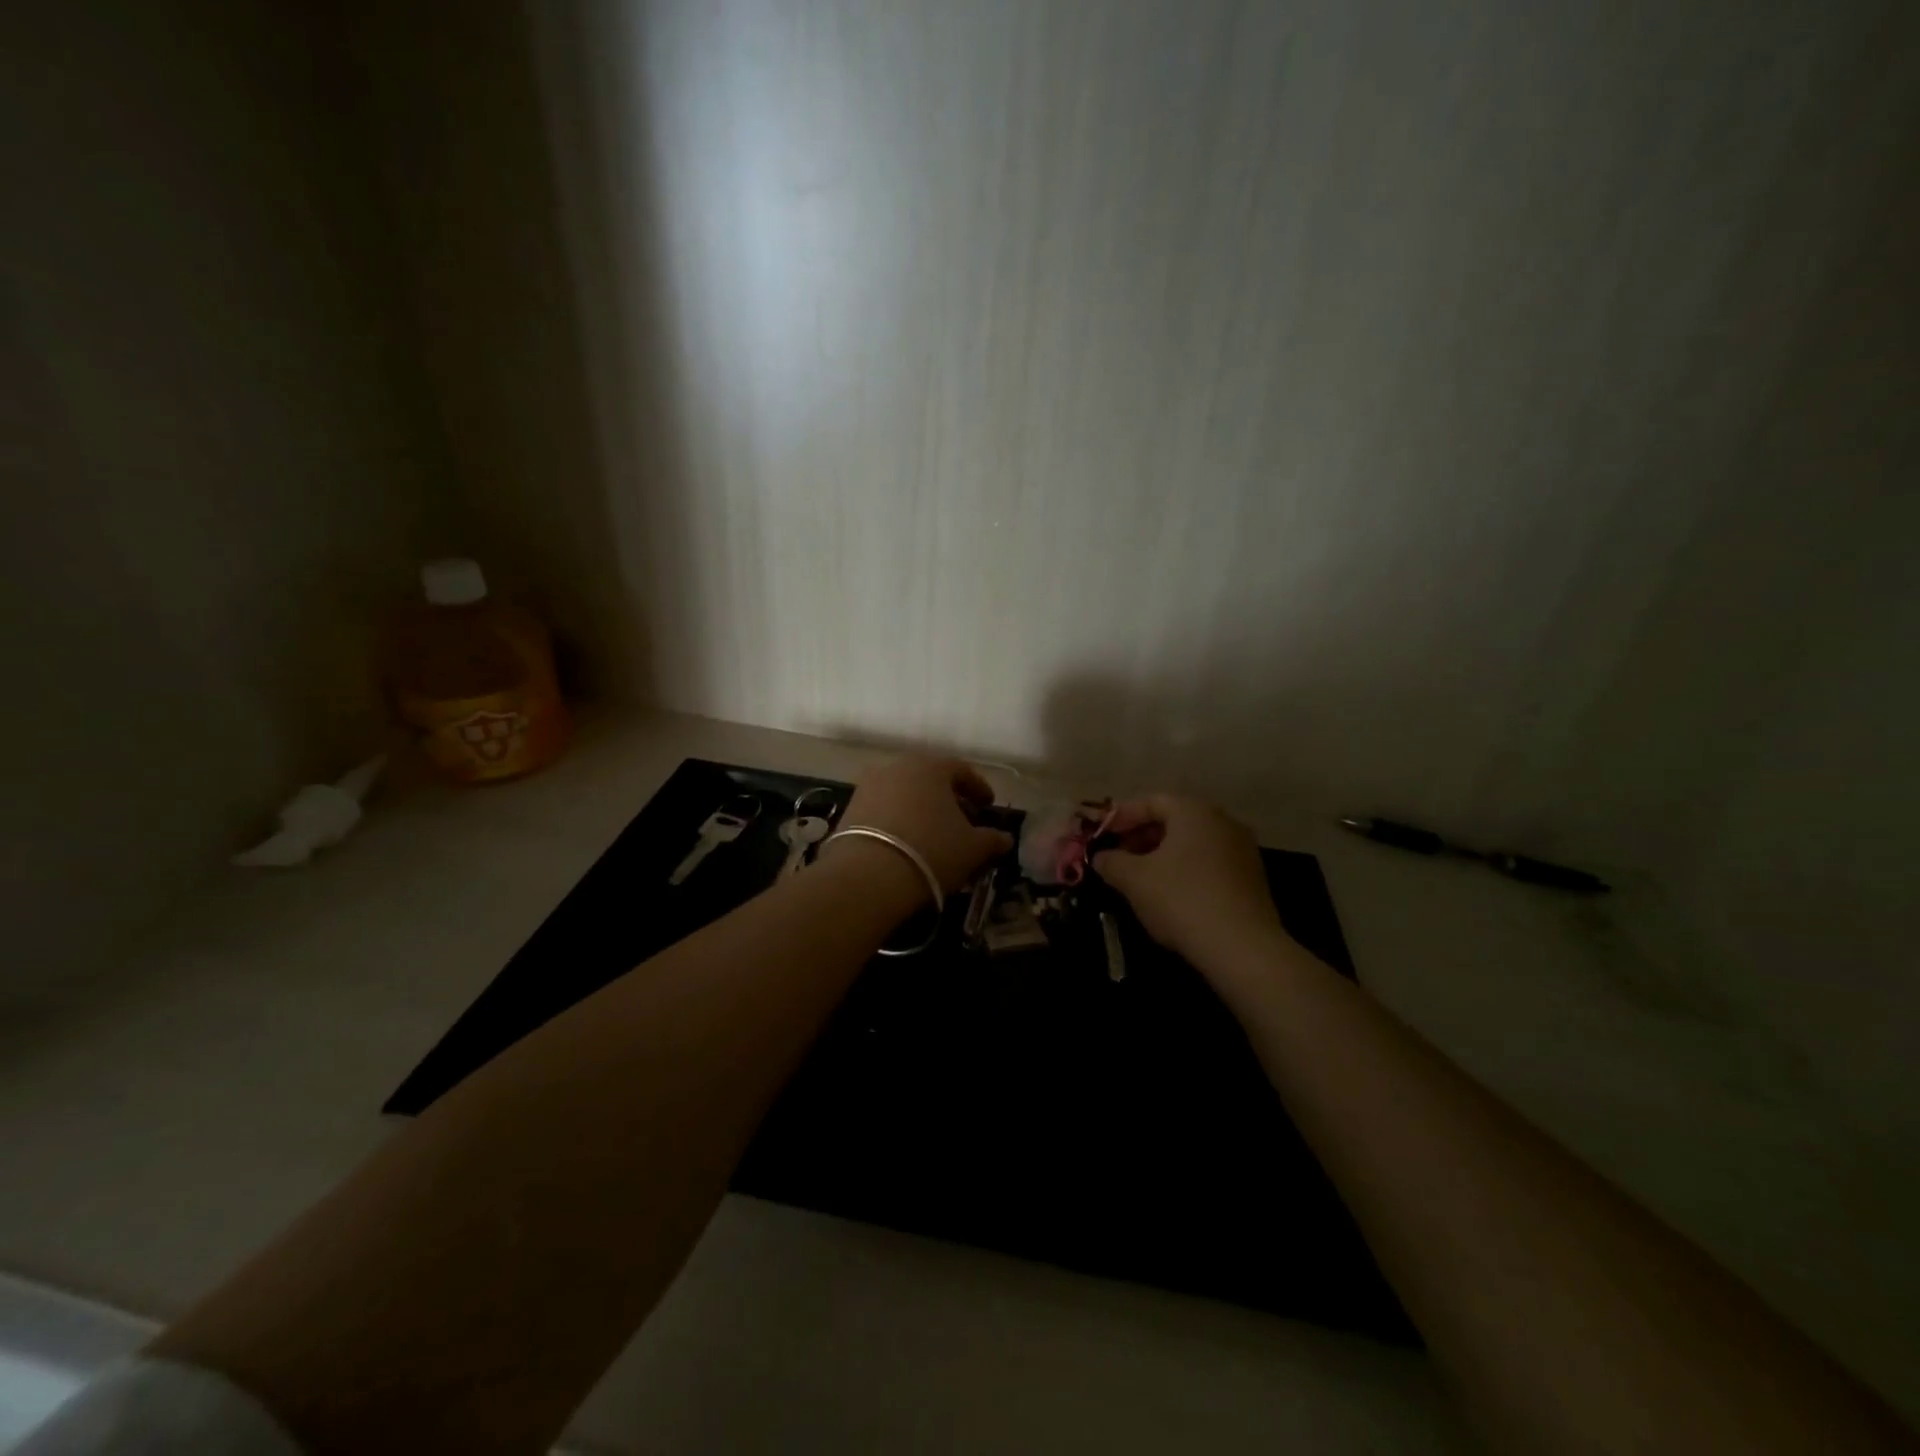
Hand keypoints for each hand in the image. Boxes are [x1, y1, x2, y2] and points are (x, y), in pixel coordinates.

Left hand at [836, 756, 1013, 895]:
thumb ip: (992, 840)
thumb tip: (1005, 838)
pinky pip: (883, 809)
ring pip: (904, 793)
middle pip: (930, 779)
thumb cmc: (931, 851)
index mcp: (931, 767)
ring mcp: (869, 785)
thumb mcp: (972, 848)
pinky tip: (905, 843)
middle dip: (948, 798)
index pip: (961, 770)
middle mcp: (898, 767)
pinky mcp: (849, 808)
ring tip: (932, 834)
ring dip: (920, 809)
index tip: (988, 806)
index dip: (978, 788)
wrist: (868, 874)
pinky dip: (898, 820)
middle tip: (962, 820)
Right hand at [1093, 795, 1289, 969]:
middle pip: (1174, 819)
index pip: (1151, 800)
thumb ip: (1112, 862)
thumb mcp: (1134, 880)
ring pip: (1192, 842)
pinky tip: (1169, 894)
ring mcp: (1242, 849)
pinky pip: (1209, 861)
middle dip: (1142, 835)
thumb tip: (1101, 857)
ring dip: (1162, 854)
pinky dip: (1185, 869)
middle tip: (1118, 856)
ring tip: (1139, 877)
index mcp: (1194, 811)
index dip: (1122, 816)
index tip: (1102, 835)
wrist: (1242, 948)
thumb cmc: (1181, 899)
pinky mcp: (1251, 877)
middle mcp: (1222, 821)